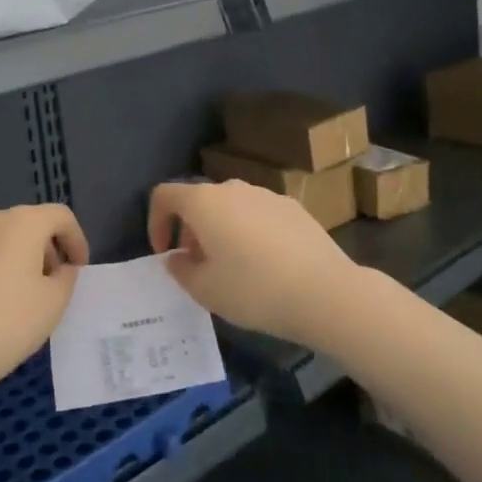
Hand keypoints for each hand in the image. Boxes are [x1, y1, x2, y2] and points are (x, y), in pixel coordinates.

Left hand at [0, 205, 88, 401]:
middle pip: (29, 223)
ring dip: (19, 256)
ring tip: (23, 294)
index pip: (60, 216)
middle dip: (48, 248)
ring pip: (2, 238)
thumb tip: (61, 268)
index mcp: (22, 222)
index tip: (80, 268)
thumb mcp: (54, 302)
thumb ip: (66, 277)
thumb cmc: (8, 323)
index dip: (77, 239)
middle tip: (55, 283)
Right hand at [149, 180, 360, 346]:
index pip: (164, 195)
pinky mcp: (293, 207)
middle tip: (197, 266)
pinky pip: (258, 215)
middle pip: (199, 201)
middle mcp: (233, 189)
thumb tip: (177, 257)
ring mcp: (266, 195)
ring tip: (232, 268)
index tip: (164, 253)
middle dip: (190, 231)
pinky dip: (250, 233)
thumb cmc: (254, 290)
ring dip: (221, 231)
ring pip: (231, 207)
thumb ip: (181, 270)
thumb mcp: (205, 290)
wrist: (326, 292)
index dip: (155, 222)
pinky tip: (266, 265)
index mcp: (204, 202)